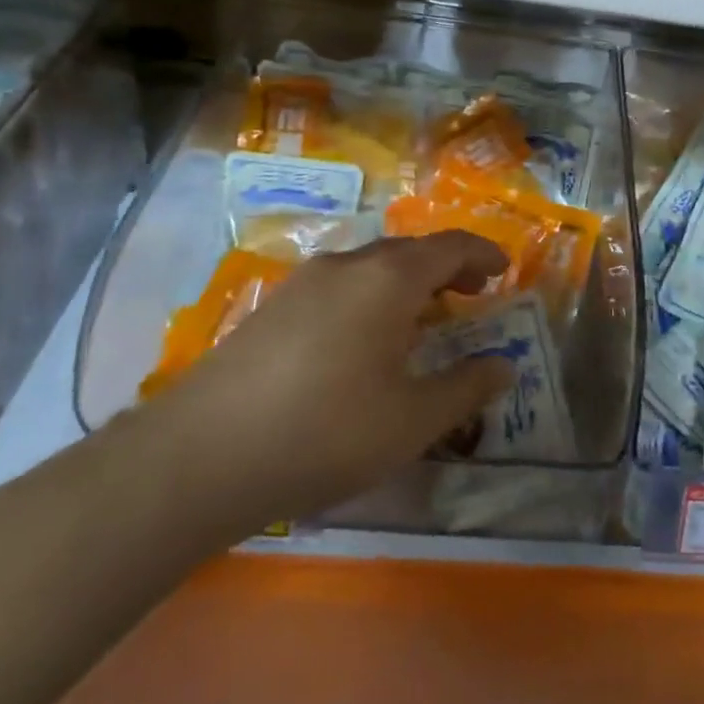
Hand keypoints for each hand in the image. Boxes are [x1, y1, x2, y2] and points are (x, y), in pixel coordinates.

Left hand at [138, 232, 512, 542]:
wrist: (199, 456)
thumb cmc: (326, 432)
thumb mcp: (413, 420)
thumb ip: (466, 387)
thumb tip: (504, 365)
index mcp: (389, 279)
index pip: (450, 247)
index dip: (483, 255)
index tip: (504, 271)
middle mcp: (347, 266)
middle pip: (409, 251)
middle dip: (446, 269)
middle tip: (469, 297)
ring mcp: (302, 283)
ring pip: (369, 268)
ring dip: (405, 285)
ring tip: (419, 322)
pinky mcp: (271, 308)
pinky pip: (338, 287)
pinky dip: (369, 299)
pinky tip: (361, 343)